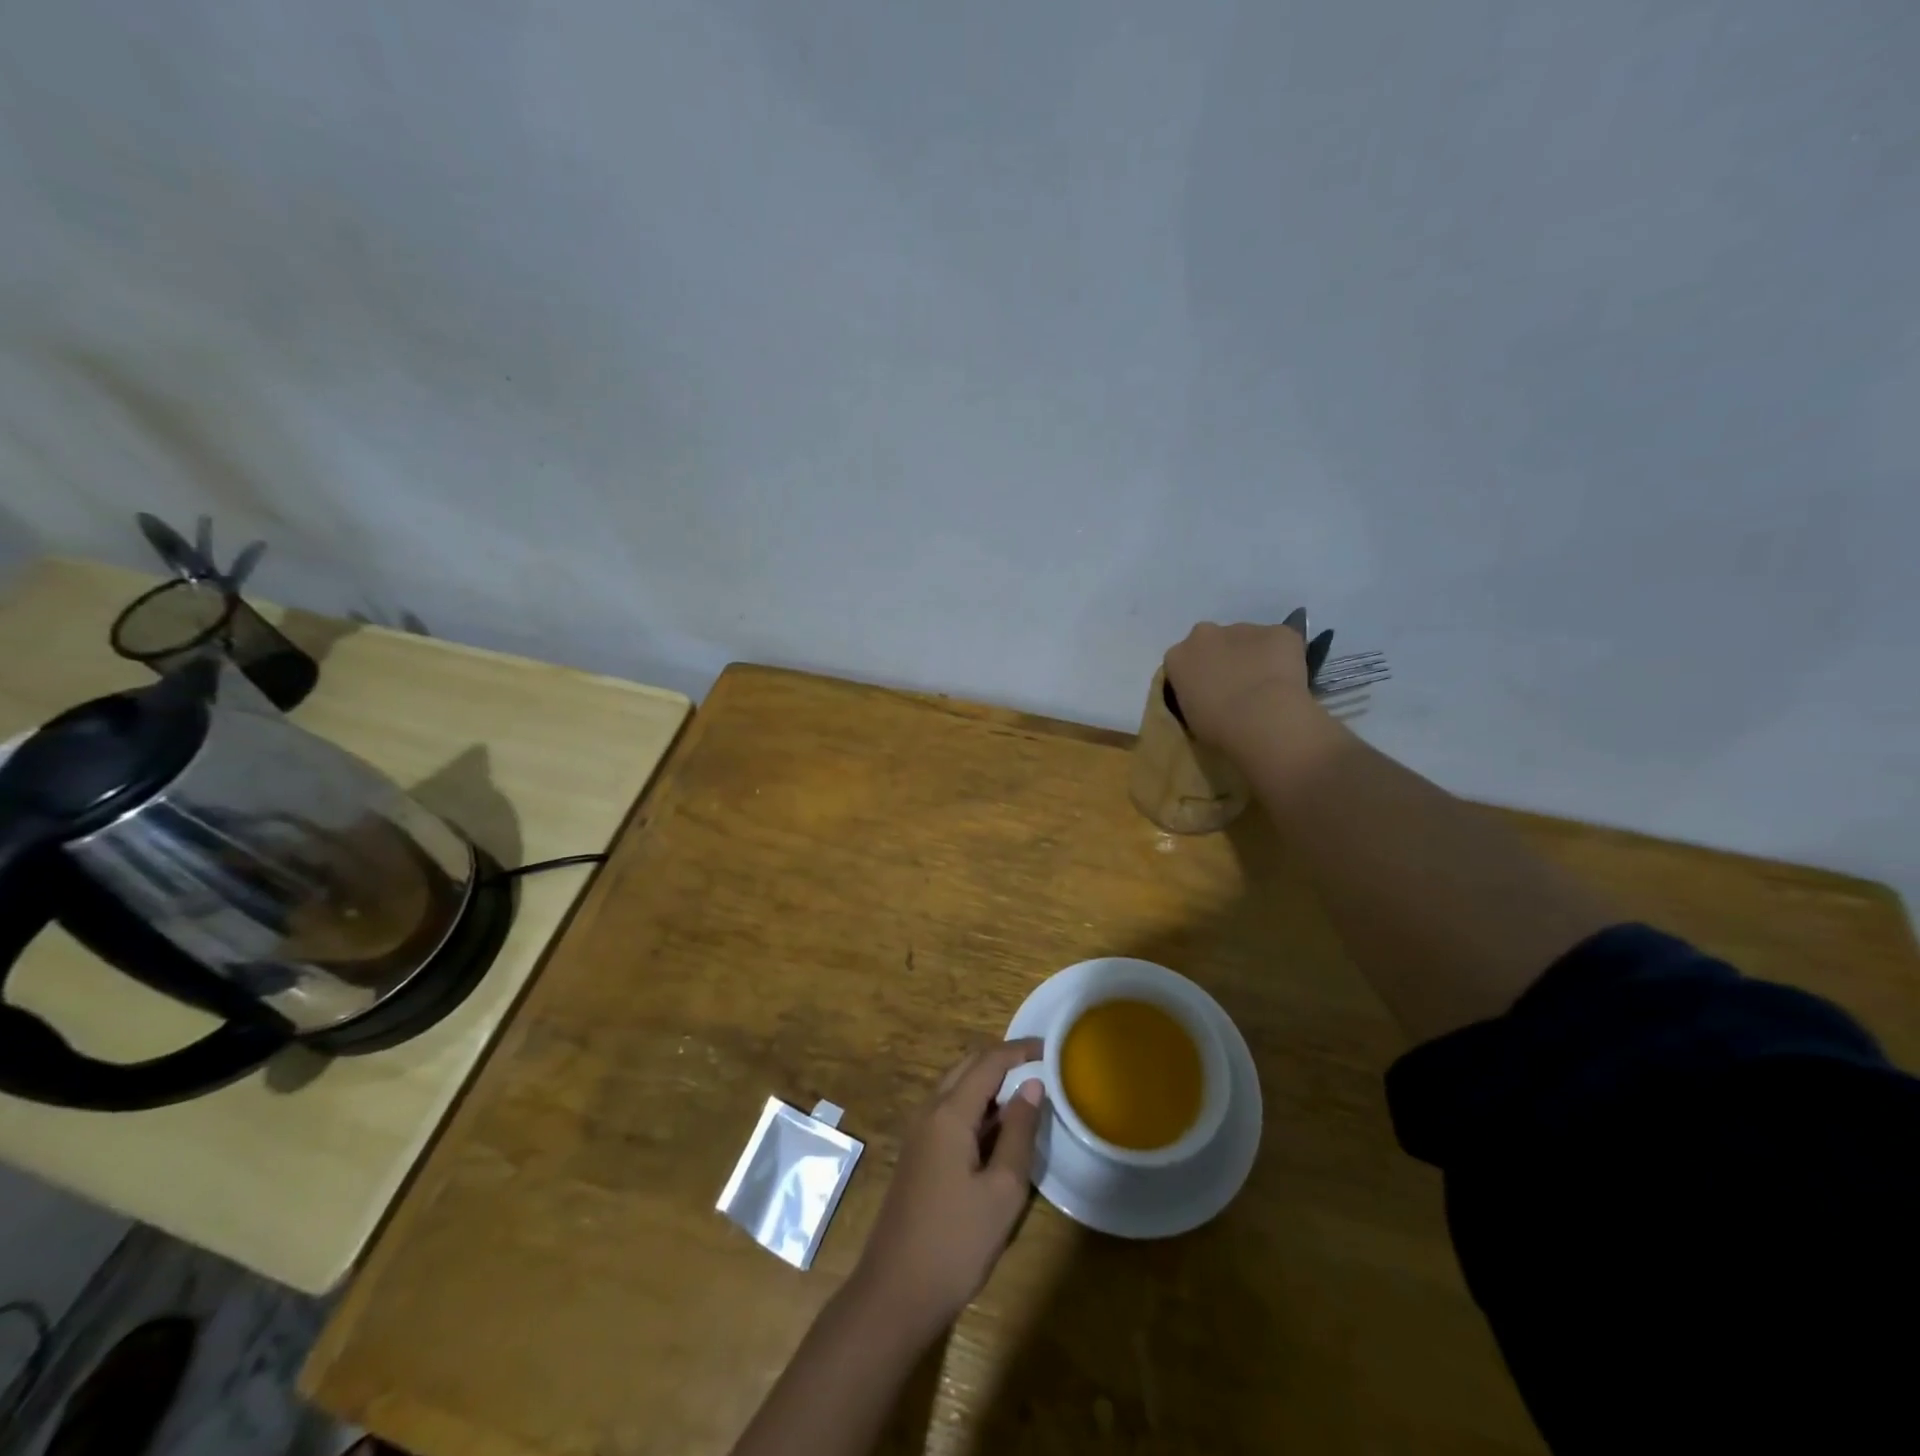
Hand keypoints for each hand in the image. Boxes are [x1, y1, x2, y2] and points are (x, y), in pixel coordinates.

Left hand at [849, 1040, 1043, 1343]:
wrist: (895, 1292)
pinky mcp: (918, 1154)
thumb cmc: (956, 1242)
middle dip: (1003, 1060)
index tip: (1050, 1048)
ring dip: (988, 1083)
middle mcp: (929, 1111)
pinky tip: (998, 1129)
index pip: (988, 1062)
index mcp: (949, 1113)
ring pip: (956, 1088)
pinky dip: (976, 1106)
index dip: (1019, 1050)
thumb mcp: (1002, 1190)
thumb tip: (1033, 1086)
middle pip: (967, 1066)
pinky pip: (949, 1111)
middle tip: (1040, 1067)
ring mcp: (919, 1133)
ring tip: (1026, 1095)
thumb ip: (1019, 1133)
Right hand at [1164, 620, 1315, 753]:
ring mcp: (1243, 628)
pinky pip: (1280, 642)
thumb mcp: (1189, 720)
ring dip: (1253, 657)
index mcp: (1177, 657)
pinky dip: (1284, 657)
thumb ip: (1193, 699)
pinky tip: (1289, 682)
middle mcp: (1204, 634)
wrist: (1263, 721)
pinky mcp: (1279, 631)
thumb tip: (1207, 699)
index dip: (1197, 677)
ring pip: (1247, 640)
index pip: (1182, 662)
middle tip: (1236, 688)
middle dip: (1222, 658)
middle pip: (1212, 642)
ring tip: (1267, 689)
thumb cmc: (1218, 731)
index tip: (1207, 696)